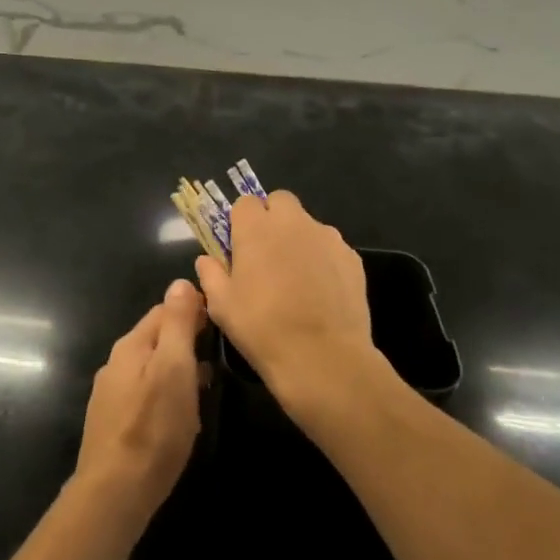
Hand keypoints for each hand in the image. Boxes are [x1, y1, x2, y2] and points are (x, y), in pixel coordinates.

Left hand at [73, 279, 203, 538]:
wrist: (116, 491)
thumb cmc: (154, 426)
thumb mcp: (174, 367)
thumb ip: (177, 324)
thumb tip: (181, 282)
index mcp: (131, 345)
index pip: (163, 310)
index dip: (192, 310)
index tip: (220, 319)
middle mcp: (116, 364)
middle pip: (156, 339)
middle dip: (185, 340)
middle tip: (218, 353)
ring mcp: (111, 394)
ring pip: (151, 368)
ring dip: (178, 369)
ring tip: (206, 384)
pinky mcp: (113, 423)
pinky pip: (145, 395)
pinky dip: (166, 394)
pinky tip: (180, 413)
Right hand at [195, 191, 392, 432]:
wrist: (323, 357)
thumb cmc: (262, 328)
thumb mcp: (222, 306)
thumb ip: (211, 274)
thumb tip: (207, 260)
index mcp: (256, 228)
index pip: (245, 202)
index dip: (241, 221)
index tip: (239, 245)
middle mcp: (293, 223)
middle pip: (280, 201)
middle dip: (272, 218)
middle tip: (266, 253)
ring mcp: (327, 237)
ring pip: (308, 224)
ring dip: (298, 238)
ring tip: (296, 277)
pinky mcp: (352, 258)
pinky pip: (331, 247)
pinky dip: (323, 259)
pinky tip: (320, 291)